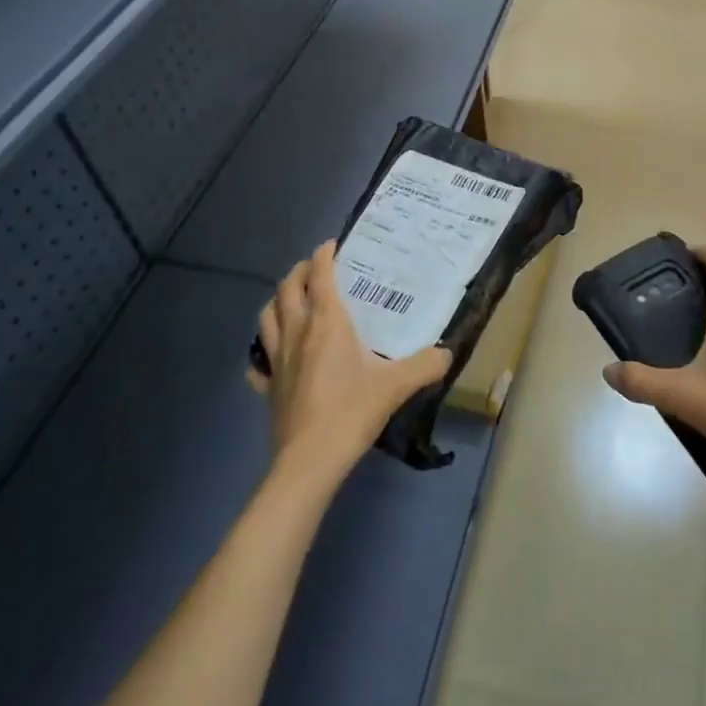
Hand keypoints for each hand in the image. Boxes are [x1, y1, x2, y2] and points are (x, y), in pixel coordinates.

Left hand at [251, 242, 449, 489]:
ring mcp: (276, 360)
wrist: (310, 460)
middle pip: (287, 288)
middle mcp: (297, 332)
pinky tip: (272, 356)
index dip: (324, 255)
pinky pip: (258, 361)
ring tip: (292, 300)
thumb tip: (447, 353)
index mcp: (326, 322)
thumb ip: (426, 365)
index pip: (319, 275)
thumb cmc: (351, 411)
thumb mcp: (397, 385)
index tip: (334, 246)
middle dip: (299, 272)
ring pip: (266, 317)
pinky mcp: (267, 387)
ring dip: (278, 301)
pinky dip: (263, 350)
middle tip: (316, 270)